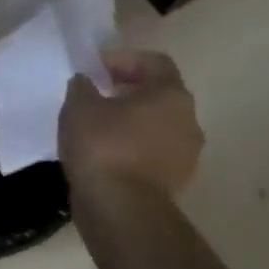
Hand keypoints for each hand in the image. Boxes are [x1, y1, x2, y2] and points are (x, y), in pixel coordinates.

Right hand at [59, 49, 203, 199]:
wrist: (120, 209)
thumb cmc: (103, 146)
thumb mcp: (79, 105)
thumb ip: (83, 86)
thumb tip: (87, 82)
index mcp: (171, 95)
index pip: (155, 62)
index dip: (123, 59)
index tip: (95, 69)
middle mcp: (189, 120)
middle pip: (158, 94)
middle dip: (127, 91)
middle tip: (95, 95)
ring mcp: (186, 154)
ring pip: (157, 125)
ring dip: (130, 121)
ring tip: (97, 127)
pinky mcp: (175, 181)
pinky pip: (153, 152)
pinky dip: (132, 147)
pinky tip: (104, 153)